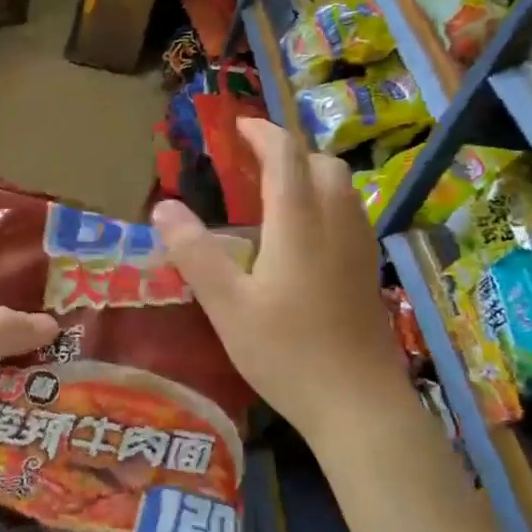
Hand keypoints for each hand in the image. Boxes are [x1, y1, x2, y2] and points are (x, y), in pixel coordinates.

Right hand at [150, 119, 412, 441]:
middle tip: (252, 164)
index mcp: (299, 221)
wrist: (359, 404)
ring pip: (342, 187)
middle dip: (288, 151)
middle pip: (321, 162)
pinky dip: (324, 202)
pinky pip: (349, 213)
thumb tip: (163, 206)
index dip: (261, 132)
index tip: (236, 127)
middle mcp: (336, 221)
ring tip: (274, 196)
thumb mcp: (227, 306)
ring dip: (310, 175)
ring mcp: (360, 246)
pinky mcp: (369, 270)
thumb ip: (194, 252)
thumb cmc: (287, 352)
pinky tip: (303, 238)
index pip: (286, 154)